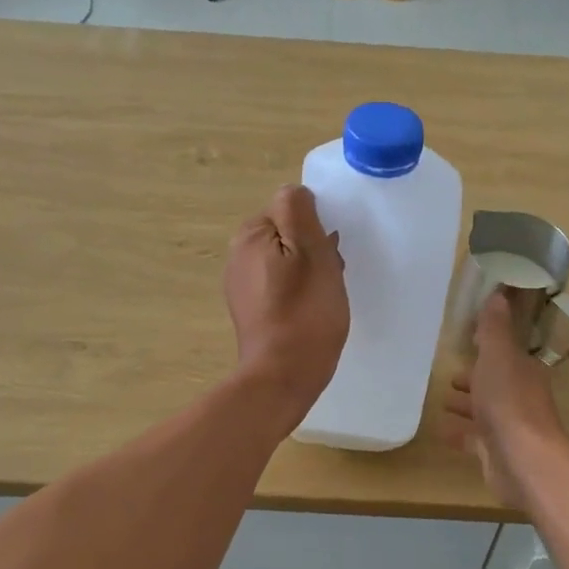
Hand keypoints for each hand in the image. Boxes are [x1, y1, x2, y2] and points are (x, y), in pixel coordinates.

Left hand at [224, 185, 348, 418]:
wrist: (284, 376)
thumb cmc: (305, 312)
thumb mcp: (311, 251)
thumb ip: (299, 212)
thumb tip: (294, 192)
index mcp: (250, 236)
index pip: (290, 210)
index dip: (316, 229)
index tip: (330, 255)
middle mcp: (237, 256)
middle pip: (287, 236)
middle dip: (313, 251)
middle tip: (330, 278)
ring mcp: (241, 286)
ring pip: (286, 263)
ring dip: (309, 273)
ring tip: (324, 299)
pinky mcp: (251, 312)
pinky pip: (280, 288)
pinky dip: (298, 295)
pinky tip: (311, 314)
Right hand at [444, 291, 567, 509]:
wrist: (521, 458)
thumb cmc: (509, 401)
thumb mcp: (498, 355)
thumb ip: (495, 327)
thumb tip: (499, 292)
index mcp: (523, 372)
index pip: (505, 355)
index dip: (488, 349)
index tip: (469, 343)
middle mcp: (519, 398)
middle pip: (494, 384)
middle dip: (474, 379)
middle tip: (450, 377)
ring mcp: (508, 427)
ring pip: (484, 411)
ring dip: (466, 405)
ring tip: (442, 401)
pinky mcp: (495, 452)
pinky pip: (474, 439)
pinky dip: (459, 433)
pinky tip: (441, 430)